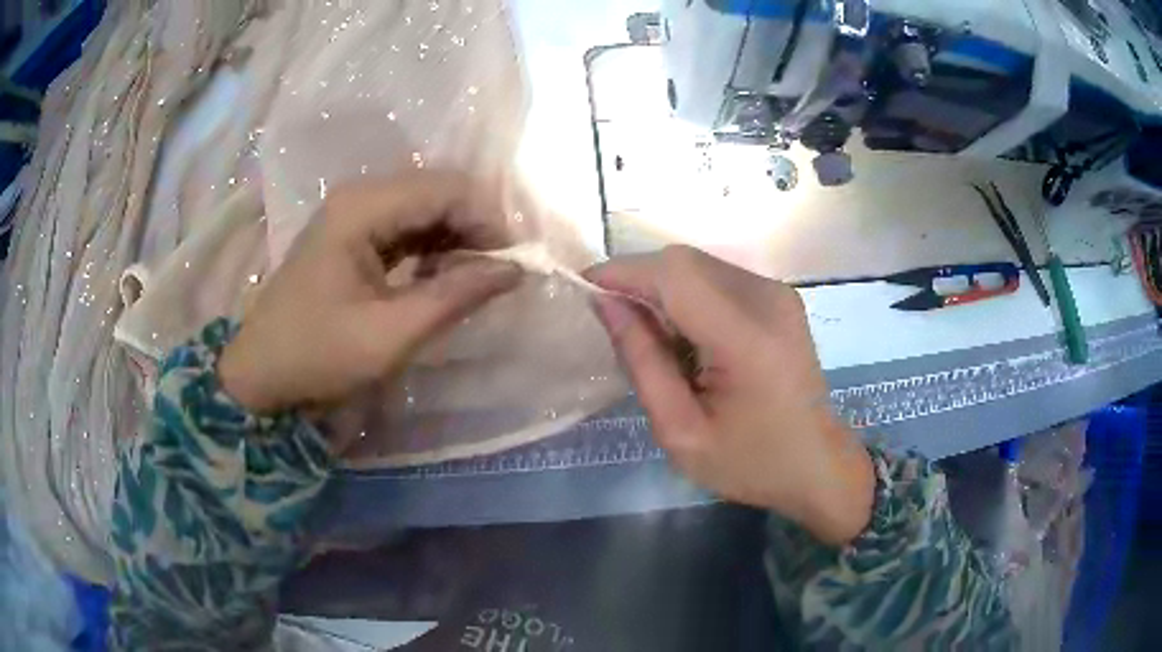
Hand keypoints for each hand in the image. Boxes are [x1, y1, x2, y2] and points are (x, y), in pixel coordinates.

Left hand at [218, 172, 520, 423]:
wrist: (261, 375)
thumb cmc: (318, 356)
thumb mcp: (391, 335)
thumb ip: (455, 296)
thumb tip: (516, 270)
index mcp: (362, 208)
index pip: (447, 189)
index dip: (488, 220)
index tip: (513, 266)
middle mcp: (359, 196)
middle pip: (438, 191)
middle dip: (476, 228)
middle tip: (498, 276)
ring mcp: (354, 213)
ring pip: (426, 208)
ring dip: (457, 239)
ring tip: (474, 282)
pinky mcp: (352, 234)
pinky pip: (407, 227)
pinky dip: (433, 249)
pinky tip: (441, 278)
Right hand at [585, 246, 873, 545]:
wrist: (816, 464)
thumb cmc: (750, 462)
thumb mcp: (680, 431)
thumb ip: (641, 362)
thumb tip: (605, 303)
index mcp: (747, 338)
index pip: (674, 275)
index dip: (623, 272)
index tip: (585, 289)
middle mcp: (767, 299)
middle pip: (684, 261)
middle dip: (639, 281)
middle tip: (616, 325)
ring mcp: (778, 293)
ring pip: (698, 265)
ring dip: (663, 289)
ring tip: (653, 340)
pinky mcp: (779, 296)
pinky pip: (717, 277)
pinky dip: (687, 296)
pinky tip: (686, 337)